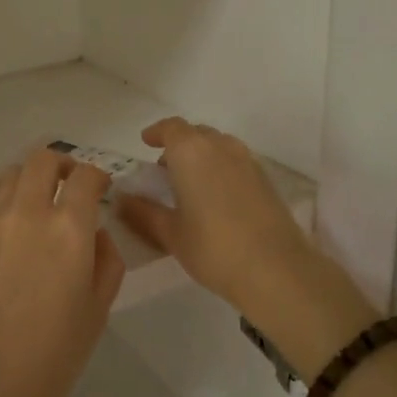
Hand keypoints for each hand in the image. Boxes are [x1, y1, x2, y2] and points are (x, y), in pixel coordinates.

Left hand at [0, 147, 124, 396]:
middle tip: (70, 186)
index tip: (101, 189)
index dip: (98, 176)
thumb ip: (107, 260)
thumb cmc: (51, 355)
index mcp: (69, 229)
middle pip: (43, 159)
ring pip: (11, 172)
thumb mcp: (98, 311)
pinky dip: (2, 193)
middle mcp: (28, 211)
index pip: (86, 175)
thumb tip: (96, 233)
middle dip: (62, 164)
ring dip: (30, 177)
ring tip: (37, 201)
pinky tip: (8, 217)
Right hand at [114, 118, 315, 305]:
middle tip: (164, 170)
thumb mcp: (170, 233)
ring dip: (201, 156)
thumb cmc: (213, 247)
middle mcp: (221, 146)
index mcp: (191, 151)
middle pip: (196, 134)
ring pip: (218, 146)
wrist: (276, 268)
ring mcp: (247, 161)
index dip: (156, 132)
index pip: (171, 128)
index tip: (145, 143)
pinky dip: (220, 169)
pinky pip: (235, 162)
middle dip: (178, 145)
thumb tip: (121, 200)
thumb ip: (142, 212)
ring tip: (190, 185)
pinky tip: (216, 199)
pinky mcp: (265, 179)